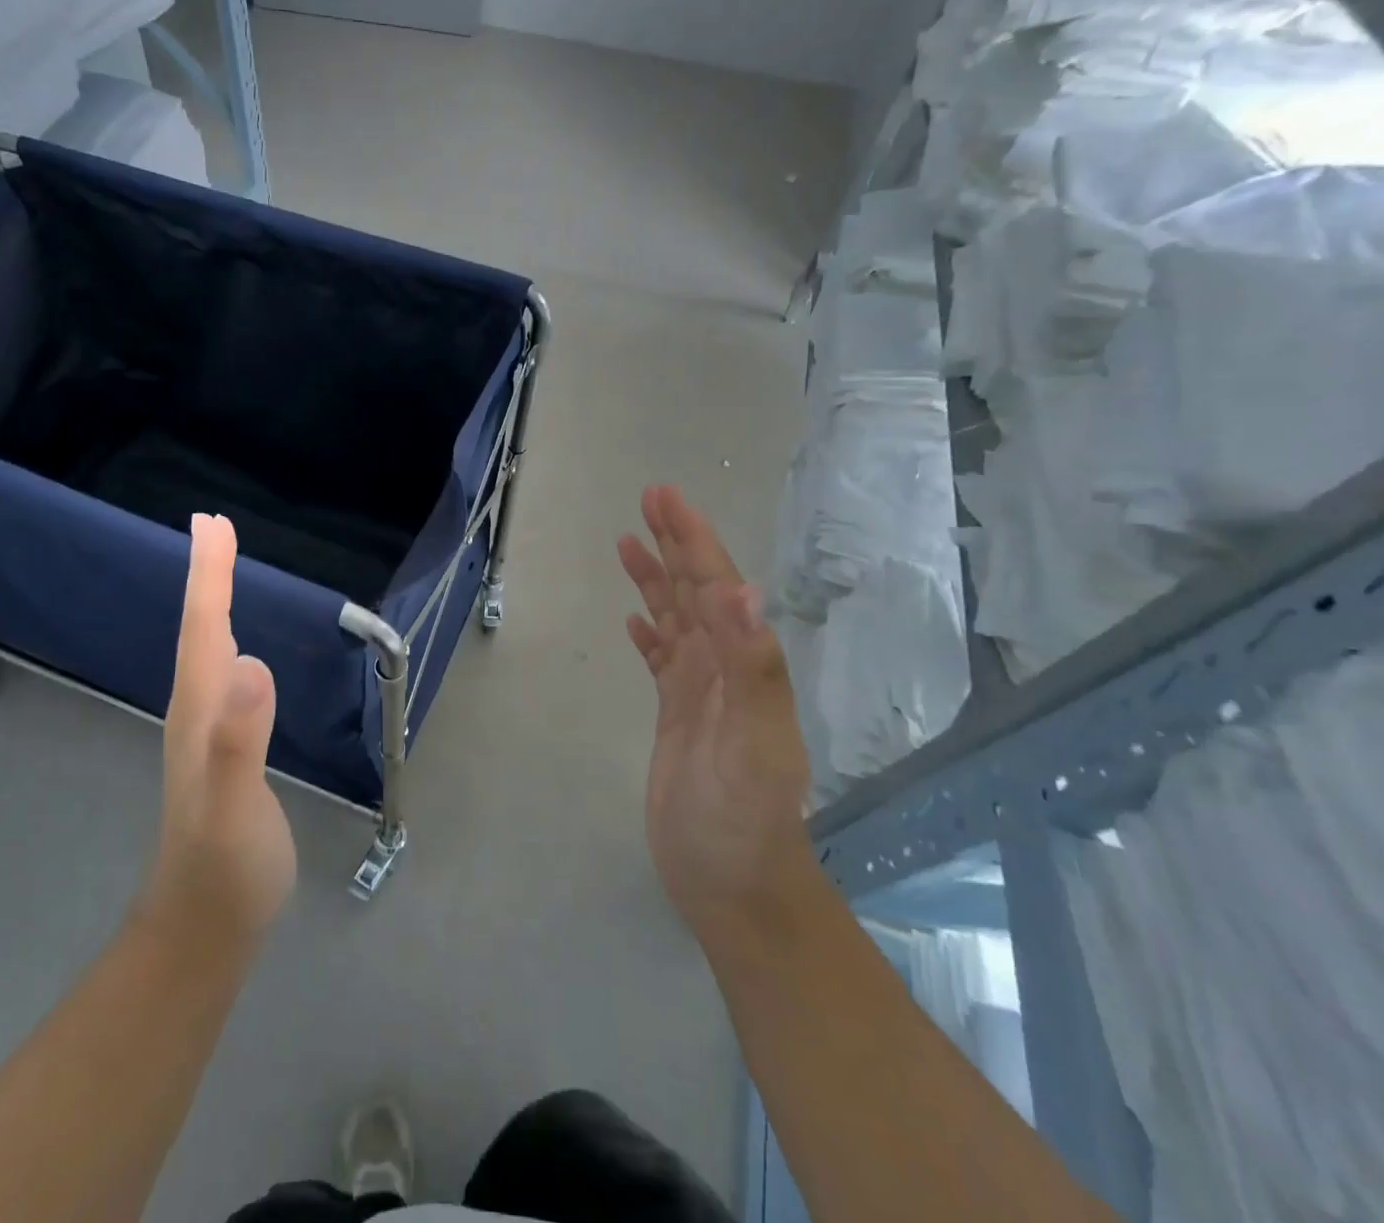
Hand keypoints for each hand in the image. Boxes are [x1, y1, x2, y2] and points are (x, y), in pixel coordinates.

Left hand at [137, 513, 295, 951]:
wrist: (202, 928)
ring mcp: (205, 732)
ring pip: (206, 649)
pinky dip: (224, 640)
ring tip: (220, 568)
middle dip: (208, 575)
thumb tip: (250, 661)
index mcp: (201, 712)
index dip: (209, 575)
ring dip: (213, 602)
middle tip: (214, 527)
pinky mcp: (220, 749)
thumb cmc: (225, 869)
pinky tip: (234, 648)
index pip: (205, 628)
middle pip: (200, 629)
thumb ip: (239, 740)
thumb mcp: (234, 809)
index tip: (211, 523)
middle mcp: (196, 711)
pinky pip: (220, 675)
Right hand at [617, 486, 814, 946]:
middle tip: (649, 499)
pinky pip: (661, 659)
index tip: (663, 498)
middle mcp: (723, 666)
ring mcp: (699, 691)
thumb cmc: (743, 819)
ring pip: (675, 619)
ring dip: (656, 579)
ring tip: (630, 543)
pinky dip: (649, 632)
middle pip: (695, 590)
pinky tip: (636, 619)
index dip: (691, 539)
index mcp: (741, 663)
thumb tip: (743, 590)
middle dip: (675, 543)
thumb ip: (753, 668)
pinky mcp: (677, 715)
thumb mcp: (753, 744)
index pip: (713, 585)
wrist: (733, 886)